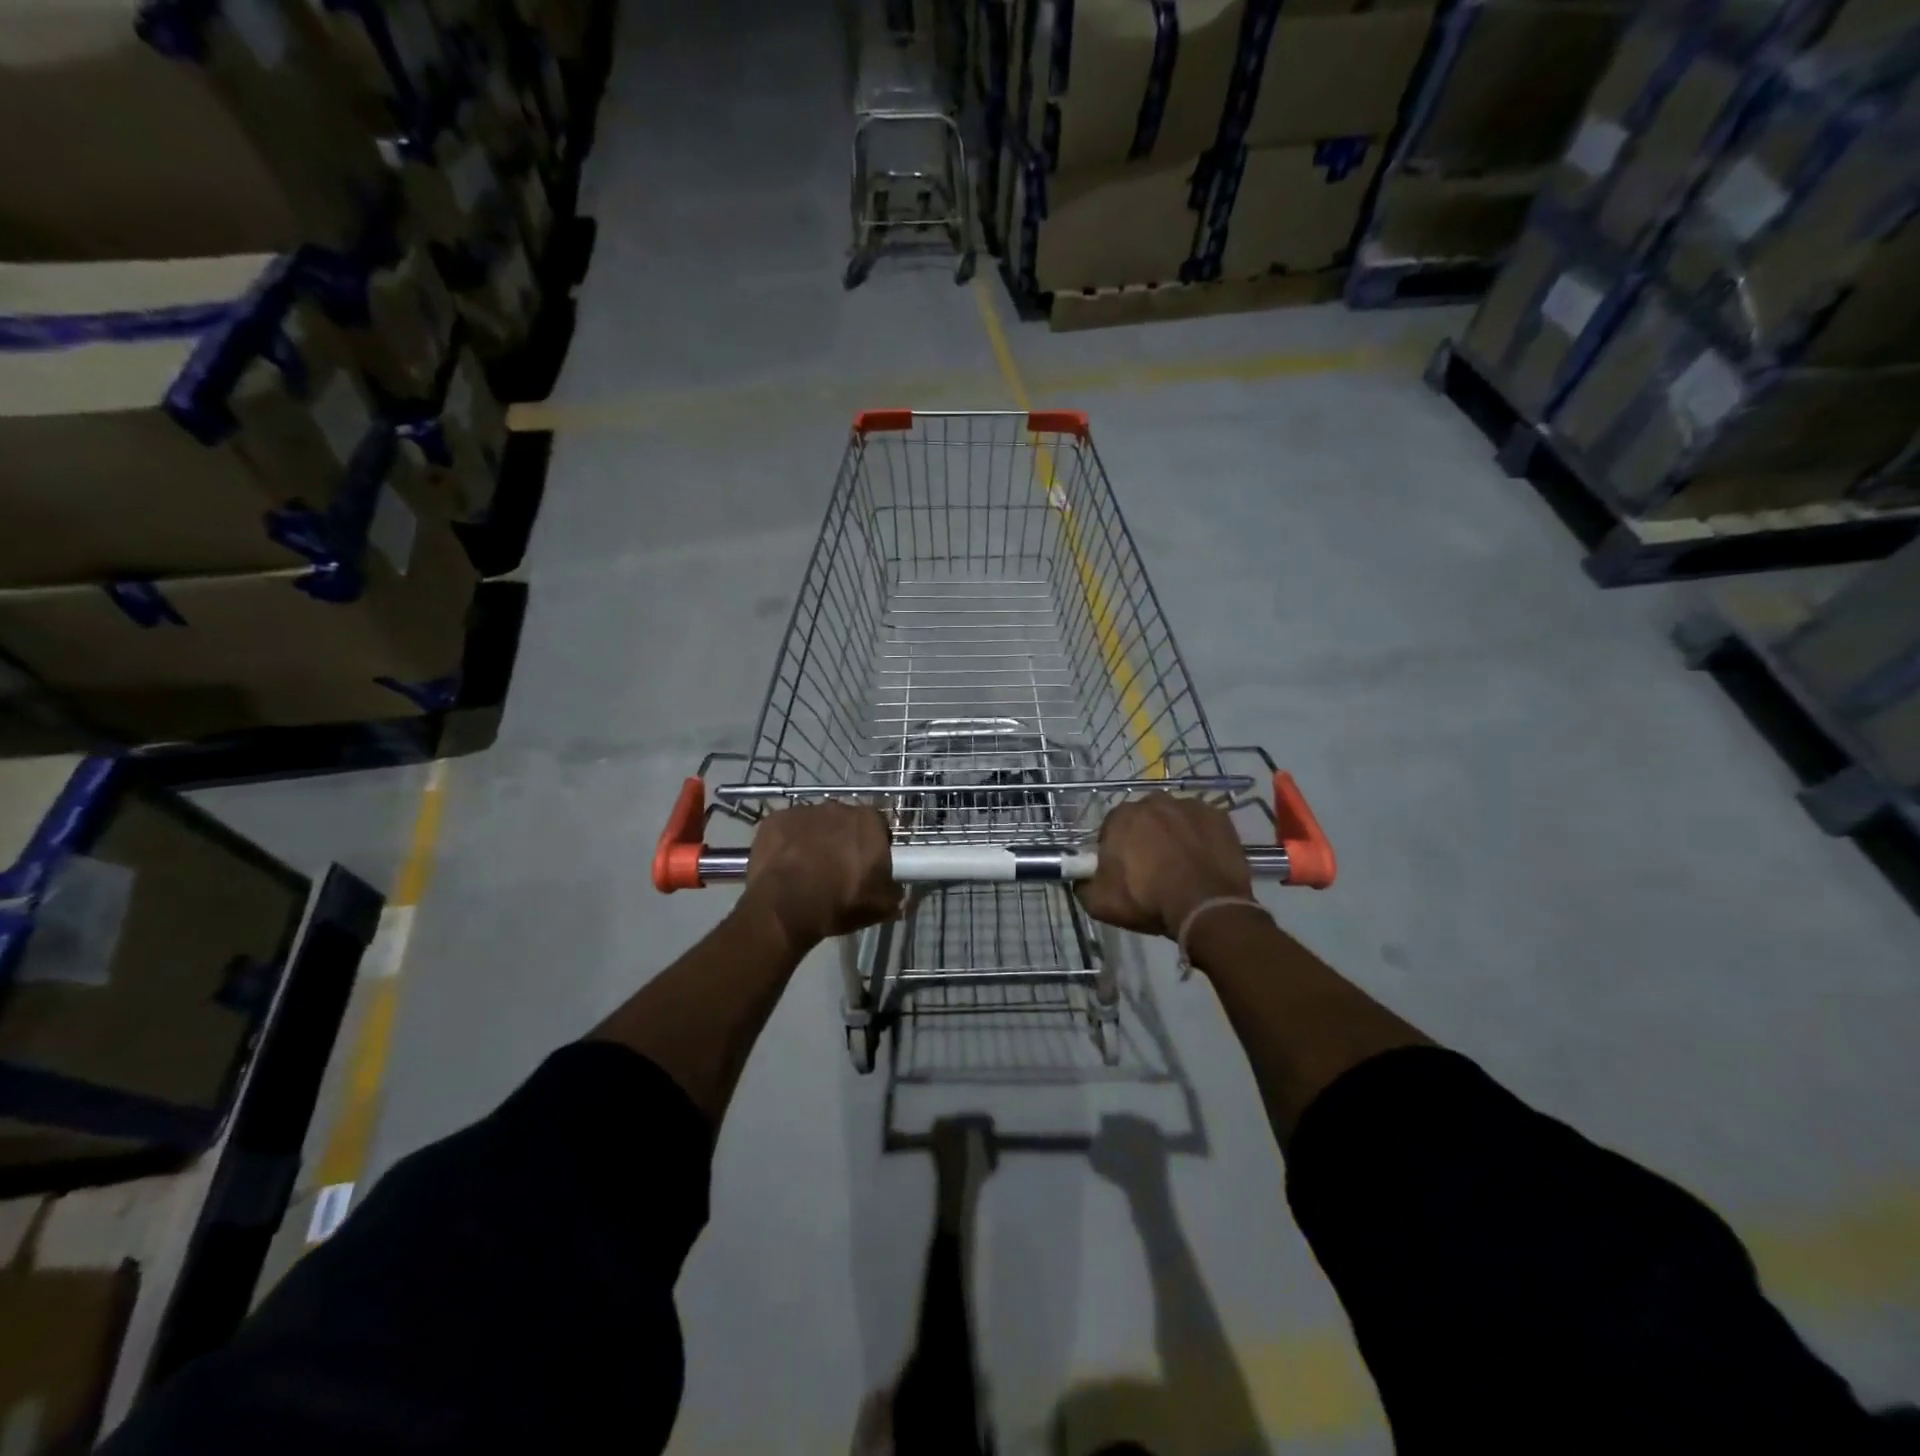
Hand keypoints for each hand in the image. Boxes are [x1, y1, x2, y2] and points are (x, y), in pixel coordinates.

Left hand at [740, 802, 901, 953]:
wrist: (785, 907)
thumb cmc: (840, 902)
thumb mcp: (881, 907)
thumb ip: (896, 894)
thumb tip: (902, 894)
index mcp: (869, 821)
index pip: (878, 826)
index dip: (874, 844)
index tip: (868, 865)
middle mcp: (838, 807)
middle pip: (845, 821)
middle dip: (843, 839)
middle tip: (838, 868)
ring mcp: (803, 811)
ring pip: (814, 823)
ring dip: (814, 839)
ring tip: (808, 869)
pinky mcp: (775, 820)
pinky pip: (786, 829)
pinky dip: (787, 843)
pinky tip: (784, 865)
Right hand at [1076, 795, 1252, 938]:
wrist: (1207, 907)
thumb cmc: (1149, 900)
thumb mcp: (1100, 903)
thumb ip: (1083, 885)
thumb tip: (1081, 878)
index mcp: (1122, 816)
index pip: (1112, 828)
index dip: (1116, 849)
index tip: (1123, 870)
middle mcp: (1154, 802)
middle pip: (1144, 819)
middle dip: (1145, 837)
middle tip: (1152, 869)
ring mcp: (1189, 806)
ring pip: (1174, 819)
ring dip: (1173, 835)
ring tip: (1181, 866)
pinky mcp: (1218, 816)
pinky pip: (1202, 824)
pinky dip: (1200, 837)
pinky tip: (1202, 860)